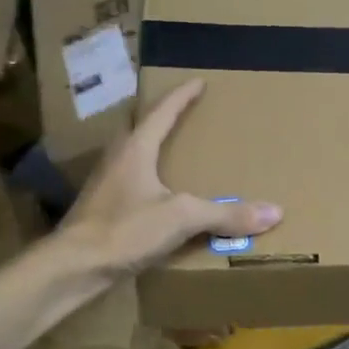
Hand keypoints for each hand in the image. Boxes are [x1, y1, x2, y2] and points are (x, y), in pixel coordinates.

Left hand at [58, 80, 280, 275]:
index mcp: (136, 149)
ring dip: (153, 150)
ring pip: (134, 156)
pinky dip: (150, 181)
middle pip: (142, 129)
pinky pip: (132, 184)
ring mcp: (107, 184)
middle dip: (163, 119)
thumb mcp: (181, 218)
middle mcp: (118, 159)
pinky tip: (161, 198)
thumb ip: (226, 214)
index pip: (162, 112)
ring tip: (175, 153)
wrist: (74, 266)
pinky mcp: (103, 210)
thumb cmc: (124, 229)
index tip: (198, 81)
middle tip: (185, 114)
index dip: (182, 96)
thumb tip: (274, 211)